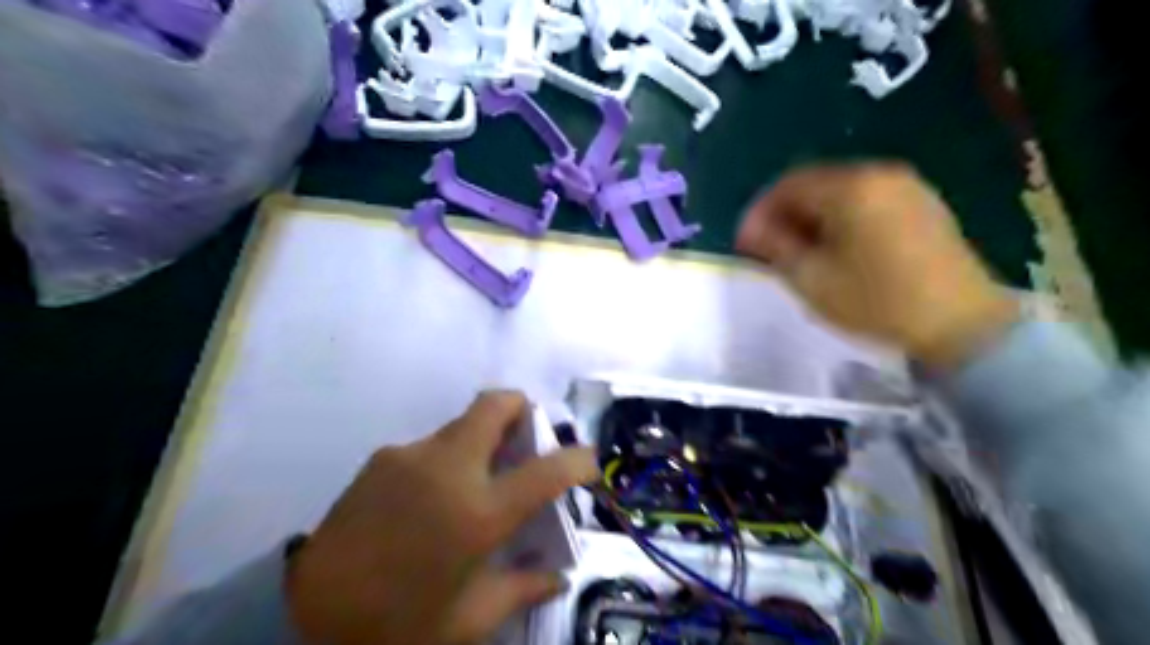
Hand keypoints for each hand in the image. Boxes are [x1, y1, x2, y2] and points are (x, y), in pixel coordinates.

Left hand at [284, 390, 601, 641]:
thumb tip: (558, 575)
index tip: (587, 461)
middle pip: (496, 404)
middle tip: (528, 439)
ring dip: (483, 440)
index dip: (578, 458)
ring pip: (463, 424)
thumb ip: (523, 588)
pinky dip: (448, 459)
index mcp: (478, 511)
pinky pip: (431, 446)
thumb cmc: (397, 624)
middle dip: (522, 409)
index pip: (547, 469)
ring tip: (475, 482)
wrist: (304, 617)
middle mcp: (448, 467)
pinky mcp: (382, 457)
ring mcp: (410, 455)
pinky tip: (431, 499)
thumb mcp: (470, 619)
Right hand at [738, 163, 1014, 369]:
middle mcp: (879, 174)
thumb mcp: (812, 278)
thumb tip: (752, 230)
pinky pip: (868, 201)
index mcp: (850, 188)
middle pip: (815, 184)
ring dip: (812, 217)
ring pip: (841, 193)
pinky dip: (841, 219)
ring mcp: (907, 187)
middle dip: (785, 214)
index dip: (760, 212)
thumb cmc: (876, 301)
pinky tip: (836, 249)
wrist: (961, 324)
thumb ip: (775, 246)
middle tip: (768, 249)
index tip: (746, 243)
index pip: (788, 185)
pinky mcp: (923, 205)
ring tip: (799, 252)